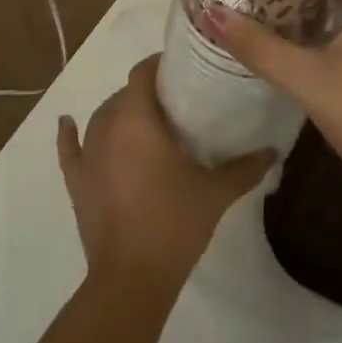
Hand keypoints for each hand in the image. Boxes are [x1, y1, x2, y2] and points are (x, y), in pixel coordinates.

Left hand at [58, 56, 274, 292]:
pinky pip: (69, 150)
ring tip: (145, 117)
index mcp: (139, 121)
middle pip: (124, 95)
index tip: (183, 67)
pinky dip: (68, 135)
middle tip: (176, 99)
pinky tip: (67, 123)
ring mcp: (88, 157)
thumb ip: (246, 167)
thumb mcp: (216, 191)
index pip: (143, 75)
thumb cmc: (174, 222)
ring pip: (101, 118)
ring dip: (119, 111)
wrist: (132, 278)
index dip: (159, 64)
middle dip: (146, 91)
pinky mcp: (77, 183)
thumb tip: (274, 150)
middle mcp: (108, 129)